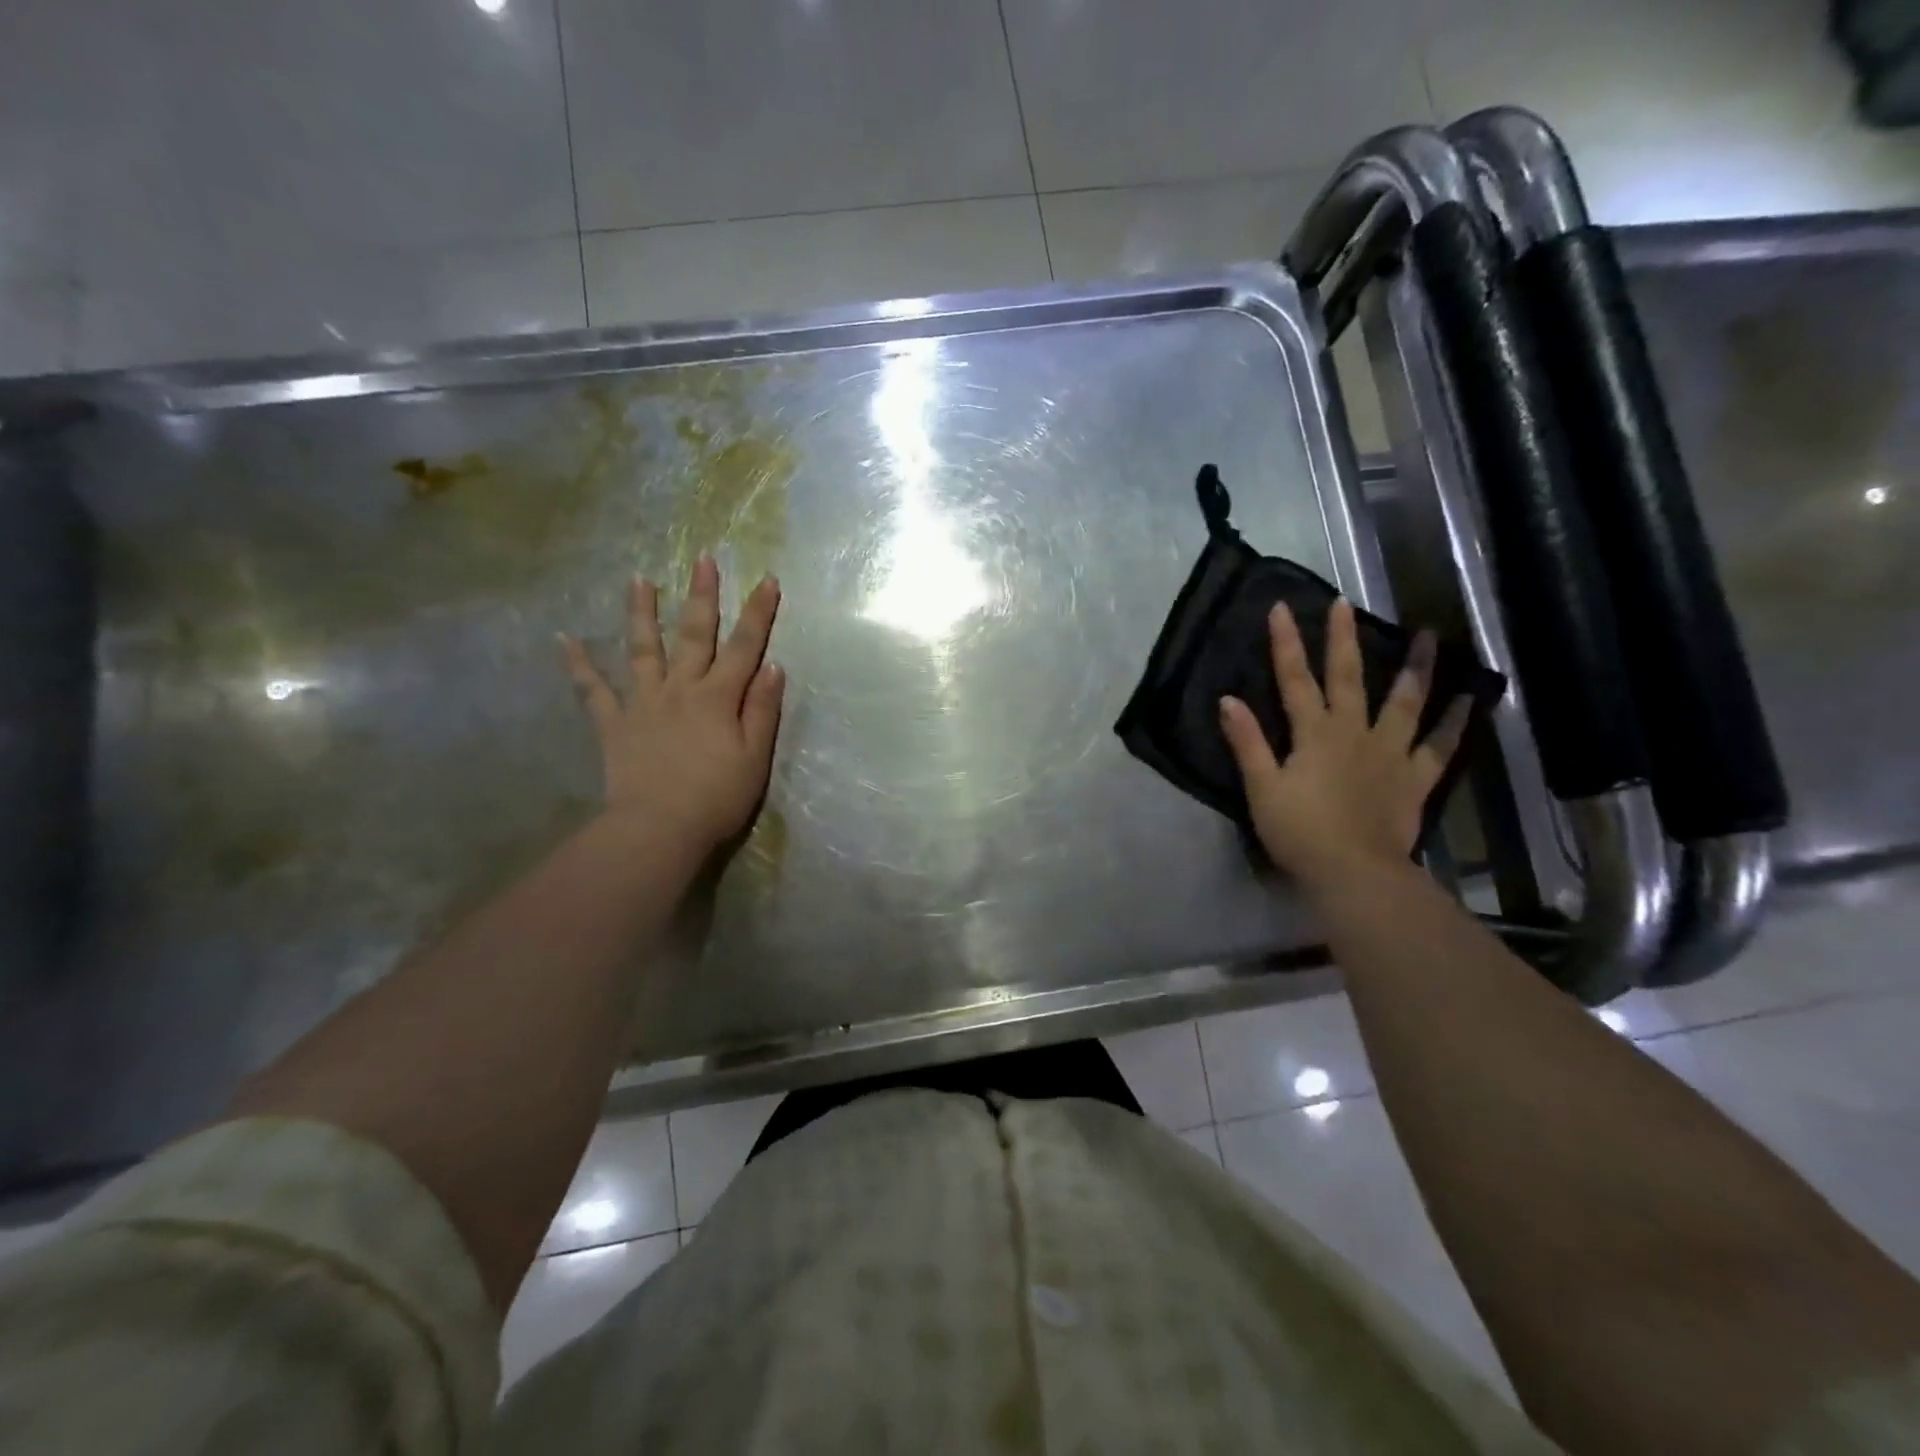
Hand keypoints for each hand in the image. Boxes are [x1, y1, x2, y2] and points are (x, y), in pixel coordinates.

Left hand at [561, 556, 784, 853]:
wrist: (657, 829)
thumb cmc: (715, 798)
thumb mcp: (754, 758)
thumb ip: (763, 710)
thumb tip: (772, 666)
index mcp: (718, 698)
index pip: (745, 647)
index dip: (758, 613)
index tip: (767, 579)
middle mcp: (680, 689)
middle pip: (694, 635)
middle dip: (702, 596)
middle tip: (703, 559)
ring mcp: (642, 703)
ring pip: (643, 649)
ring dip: (642, 613)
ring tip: (638, 579)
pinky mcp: (614, 724)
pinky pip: (592, 690)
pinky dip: (579, 665)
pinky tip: (565, 639)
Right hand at [1218, 598, 1469, 891]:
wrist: (1354, 872)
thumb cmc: (1300, 831)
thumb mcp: (1261, 788)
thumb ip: (1247, 743)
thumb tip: (1228, 700)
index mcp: (1314, 733)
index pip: (1295, 679)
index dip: (1287, 643)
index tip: (1282, 607)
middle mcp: (1354, 732)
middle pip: (1349, 678)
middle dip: (1343, 639)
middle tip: (1346, 604)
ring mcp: (1390, 753)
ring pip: (1405, 702)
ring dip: (1416, 667)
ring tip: (1429, 635)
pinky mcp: (1415, 778)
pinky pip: (1440, 746)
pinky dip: (1455, 722)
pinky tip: (1470, 699)